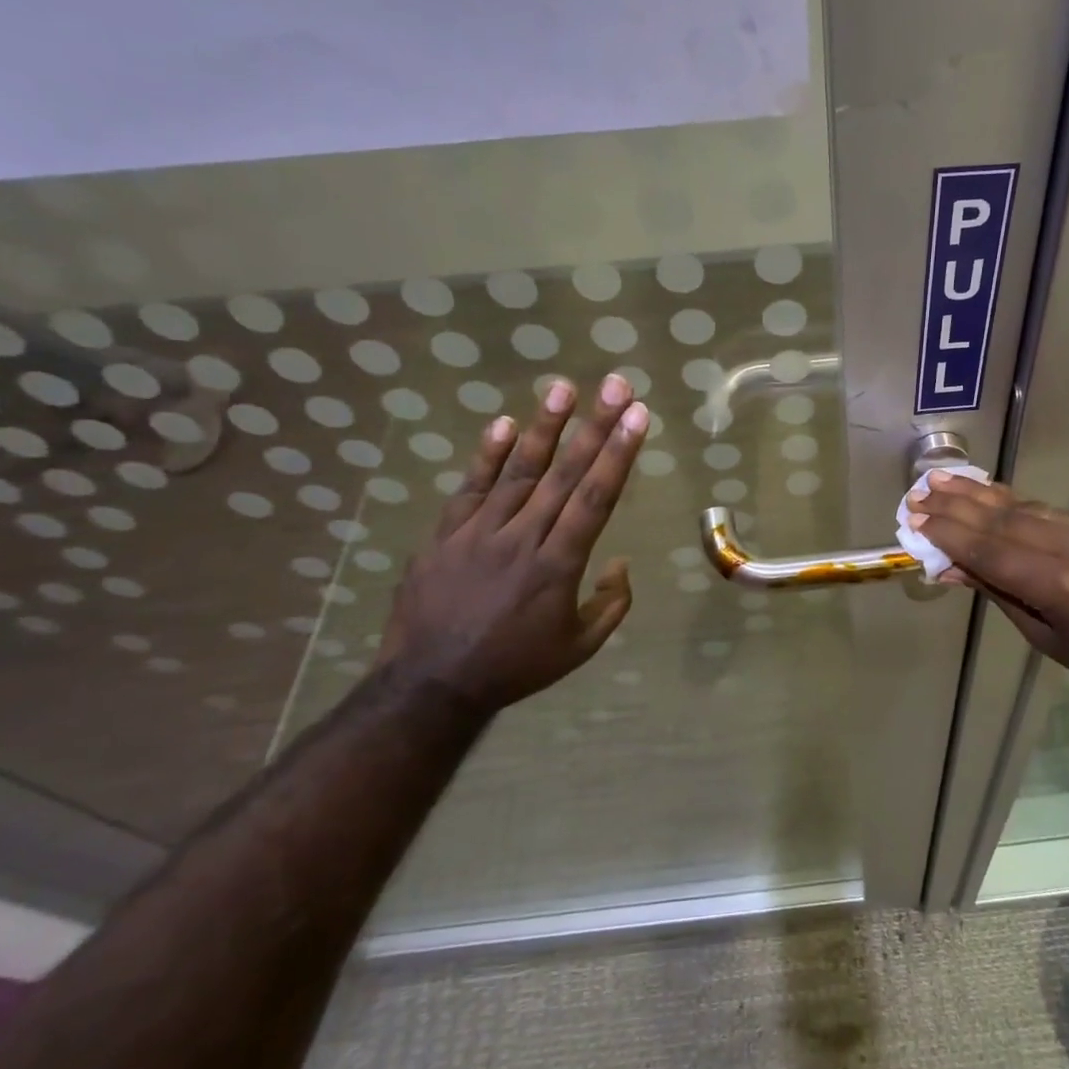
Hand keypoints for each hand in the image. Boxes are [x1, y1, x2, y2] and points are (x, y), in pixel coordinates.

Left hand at [377, 374, 648, 713]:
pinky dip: (487, 456)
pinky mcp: (444, 535)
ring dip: (544, 427)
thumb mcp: (579, 648)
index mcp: (558, 567)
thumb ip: (611, 605)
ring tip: (563, 387)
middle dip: (595, 426)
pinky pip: (469, 489)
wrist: (431, 684)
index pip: (595, 499)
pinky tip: (503, 424)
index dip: (619, 454)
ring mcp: (478, 533)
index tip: (638, 416)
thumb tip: (620, 562)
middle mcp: (522, 539)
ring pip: (518, 472)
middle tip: (616, 384)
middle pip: (564, 474)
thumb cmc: (515, 666)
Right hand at [905, 473, 1068, 705]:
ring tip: (942, 479)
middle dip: (956, 506)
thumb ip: (999, 594)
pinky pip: (1045, 509)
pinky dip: (1011, 501)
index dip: (950, 534)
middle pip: (1001, 520)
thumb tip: (952, 568)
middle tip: (919, 492)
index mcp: (1057, 585)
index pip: (990, 551)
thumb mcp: (1043, 636)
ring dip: (978, 494)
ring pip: (1022, 507)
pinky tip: (986, 492)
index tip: (916, 520)